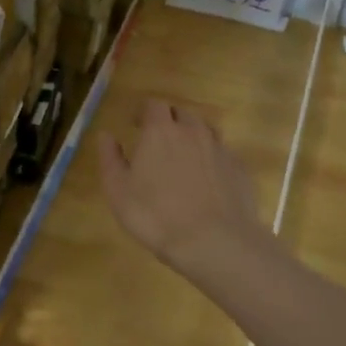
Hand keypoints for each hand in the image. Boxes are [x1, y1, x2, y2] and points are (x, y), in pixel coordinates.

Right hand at [98, 99, 262, 278]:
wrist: (213, 240)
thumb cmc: (155, 215)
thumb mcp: (118, 191)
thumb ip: (110, 158)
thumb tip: (106, 135)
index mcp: (161, 132)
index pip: (154, 105)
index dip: (144, 111)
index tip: (136, 124)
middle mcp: (194, 132)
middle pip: (182, 114)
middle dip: (170, 122)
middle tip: (159, 142)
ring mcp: (220, 149)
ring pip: (206, 131)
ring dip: (193, 138)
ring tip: (185, 159)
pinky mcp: (239, 169)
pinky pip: (223, 155)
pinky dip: (212, 161)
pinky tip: (207, 182)